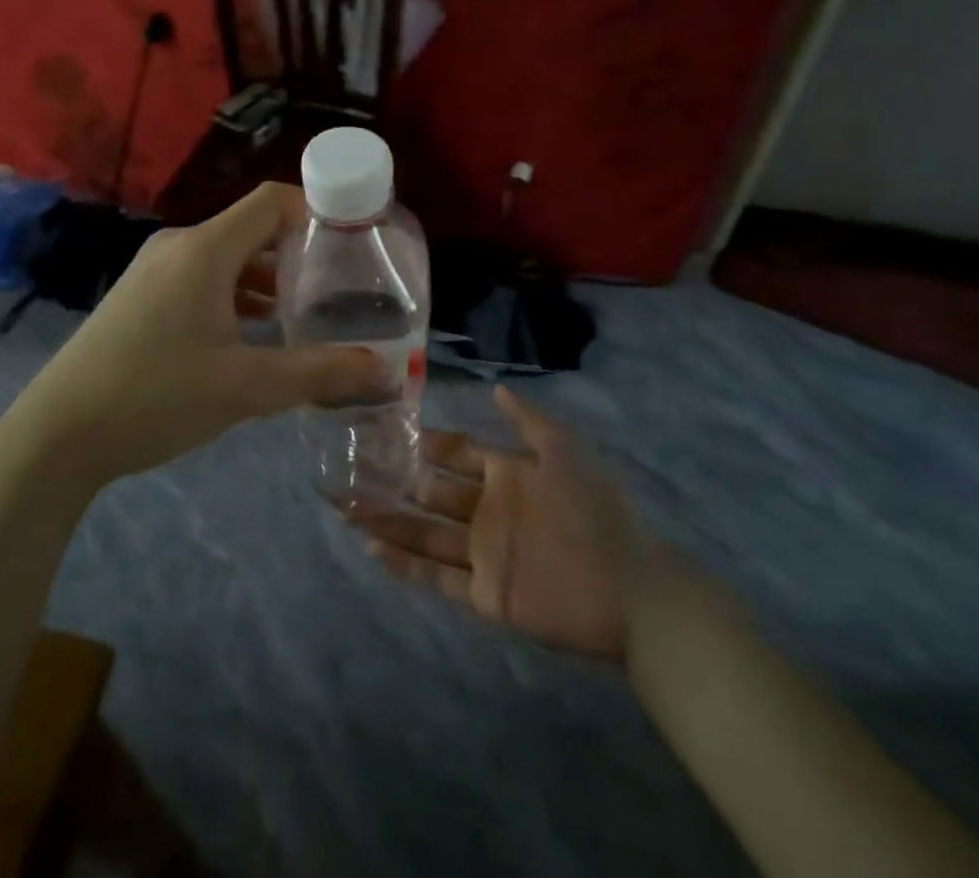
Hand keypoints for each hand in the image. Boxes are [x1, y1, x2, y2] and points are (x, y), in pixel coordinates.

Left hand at [0, 183, 384, 490]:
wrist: (56, 436)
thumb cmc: (155, 396)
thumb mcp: (246, 388)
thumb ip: (319, 373)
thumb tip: (384, 371)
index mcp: (204, 250)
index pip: (273, 201)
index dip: (317, 211)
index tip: (355, 243)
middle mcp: (179, 247)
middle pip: (253, 228)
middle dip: (298, 253)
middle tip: (340, 287)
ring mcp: (154, 271)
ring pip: (228, 257)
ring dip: (268, 278)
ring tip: (307, 312)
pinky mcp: (141, 297)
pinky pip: (203, 278)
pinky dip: (237, 294)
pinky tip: (256, 333)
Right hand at [353, 385, 690, 661]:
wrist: (630, 589)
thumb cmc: (595, 510)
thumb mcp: (564, 451)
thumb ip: (527, 421)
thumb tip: (494, 387)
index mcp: (506, 474)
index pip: (455, 453)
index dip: (425, 444)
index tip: (386, 432)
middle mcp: (488, 510)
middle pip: (432, 493)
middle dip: (394, 482)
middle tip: (351, 471)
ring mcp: (484, 552)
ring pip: (425, 533)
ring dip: (389, 521)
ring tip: (348, 508)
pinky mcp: (484, 593)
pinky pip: (437, 576)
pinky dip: (405, 564)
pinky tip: (372, 547)